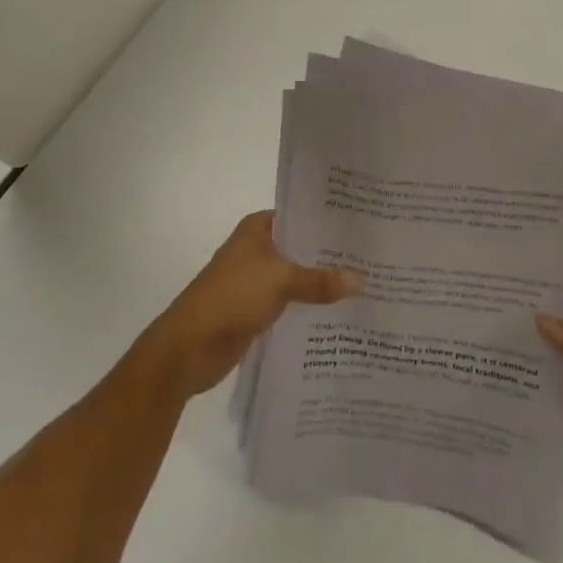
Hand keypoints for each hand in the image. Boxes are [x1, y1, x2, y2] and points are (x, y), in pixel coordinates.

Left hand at [142, 212, 361, 398]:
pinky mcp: (257, 311)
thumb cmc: (232, 296)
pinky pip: (291, 303)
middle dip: (330, 255)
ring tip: (365, 285)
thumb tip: (362, 281)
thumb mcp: (281, 281)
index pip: (300, 216)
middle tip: (372, 257)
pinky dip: (309, 307)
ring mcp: (256, 281)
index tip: (361, 226)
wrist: (189, 347)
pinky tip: (340, 313)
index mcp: (257, 229)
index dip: (328, 221)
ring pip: (297, 277)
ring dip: (321, 284)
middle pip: (300, 248)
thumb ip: (320, 281)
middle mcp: (257, 250)